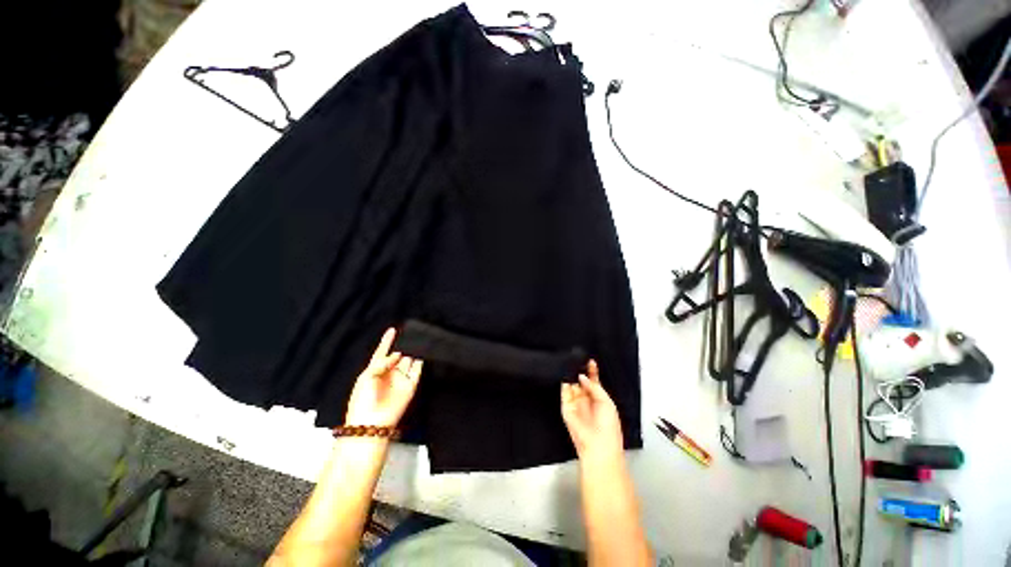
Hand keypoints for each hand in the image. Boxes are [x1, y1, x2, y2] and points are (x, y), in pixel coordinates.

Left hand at [345, 328, 422, 427]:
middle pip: (398, 355)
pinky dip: (420, 362)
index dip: (387, 341)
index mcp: (375, 370)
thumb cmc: (363, 400)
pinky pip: (417, 371)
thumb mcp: (367, 377)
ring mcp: (400, 379)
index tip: (392, 329)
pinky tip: (423, 353)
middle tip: (410, 334)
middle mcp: (389, 373)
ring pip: (408, 361)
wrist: (371, 423)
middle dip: (403, 346)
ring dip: (413, 352)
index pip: (382, 352)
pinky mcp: (410, 386)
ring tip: (419, 340)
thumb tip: (398, 354)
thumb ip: (382, 362)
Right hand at [560, 360, 623, 461]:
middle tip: (578, 360)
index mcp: (599, 399)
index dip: (592, 371)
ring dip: (571, 376)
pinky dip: (564, 383)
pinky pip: (563, 393)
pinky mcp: (566, 408)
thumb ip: (594, 386)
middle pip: (581, 381)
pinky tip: (566, 375)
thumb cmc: (609, 427)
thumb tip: (582, 376)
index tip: (590, 361)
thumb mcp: (606, 402)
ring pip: (572, 385)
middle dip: (580, 371)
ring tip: (572, 364)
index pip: (594, 381)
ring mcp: (576, 403)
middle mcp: (586, 400)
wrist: (598, 446)